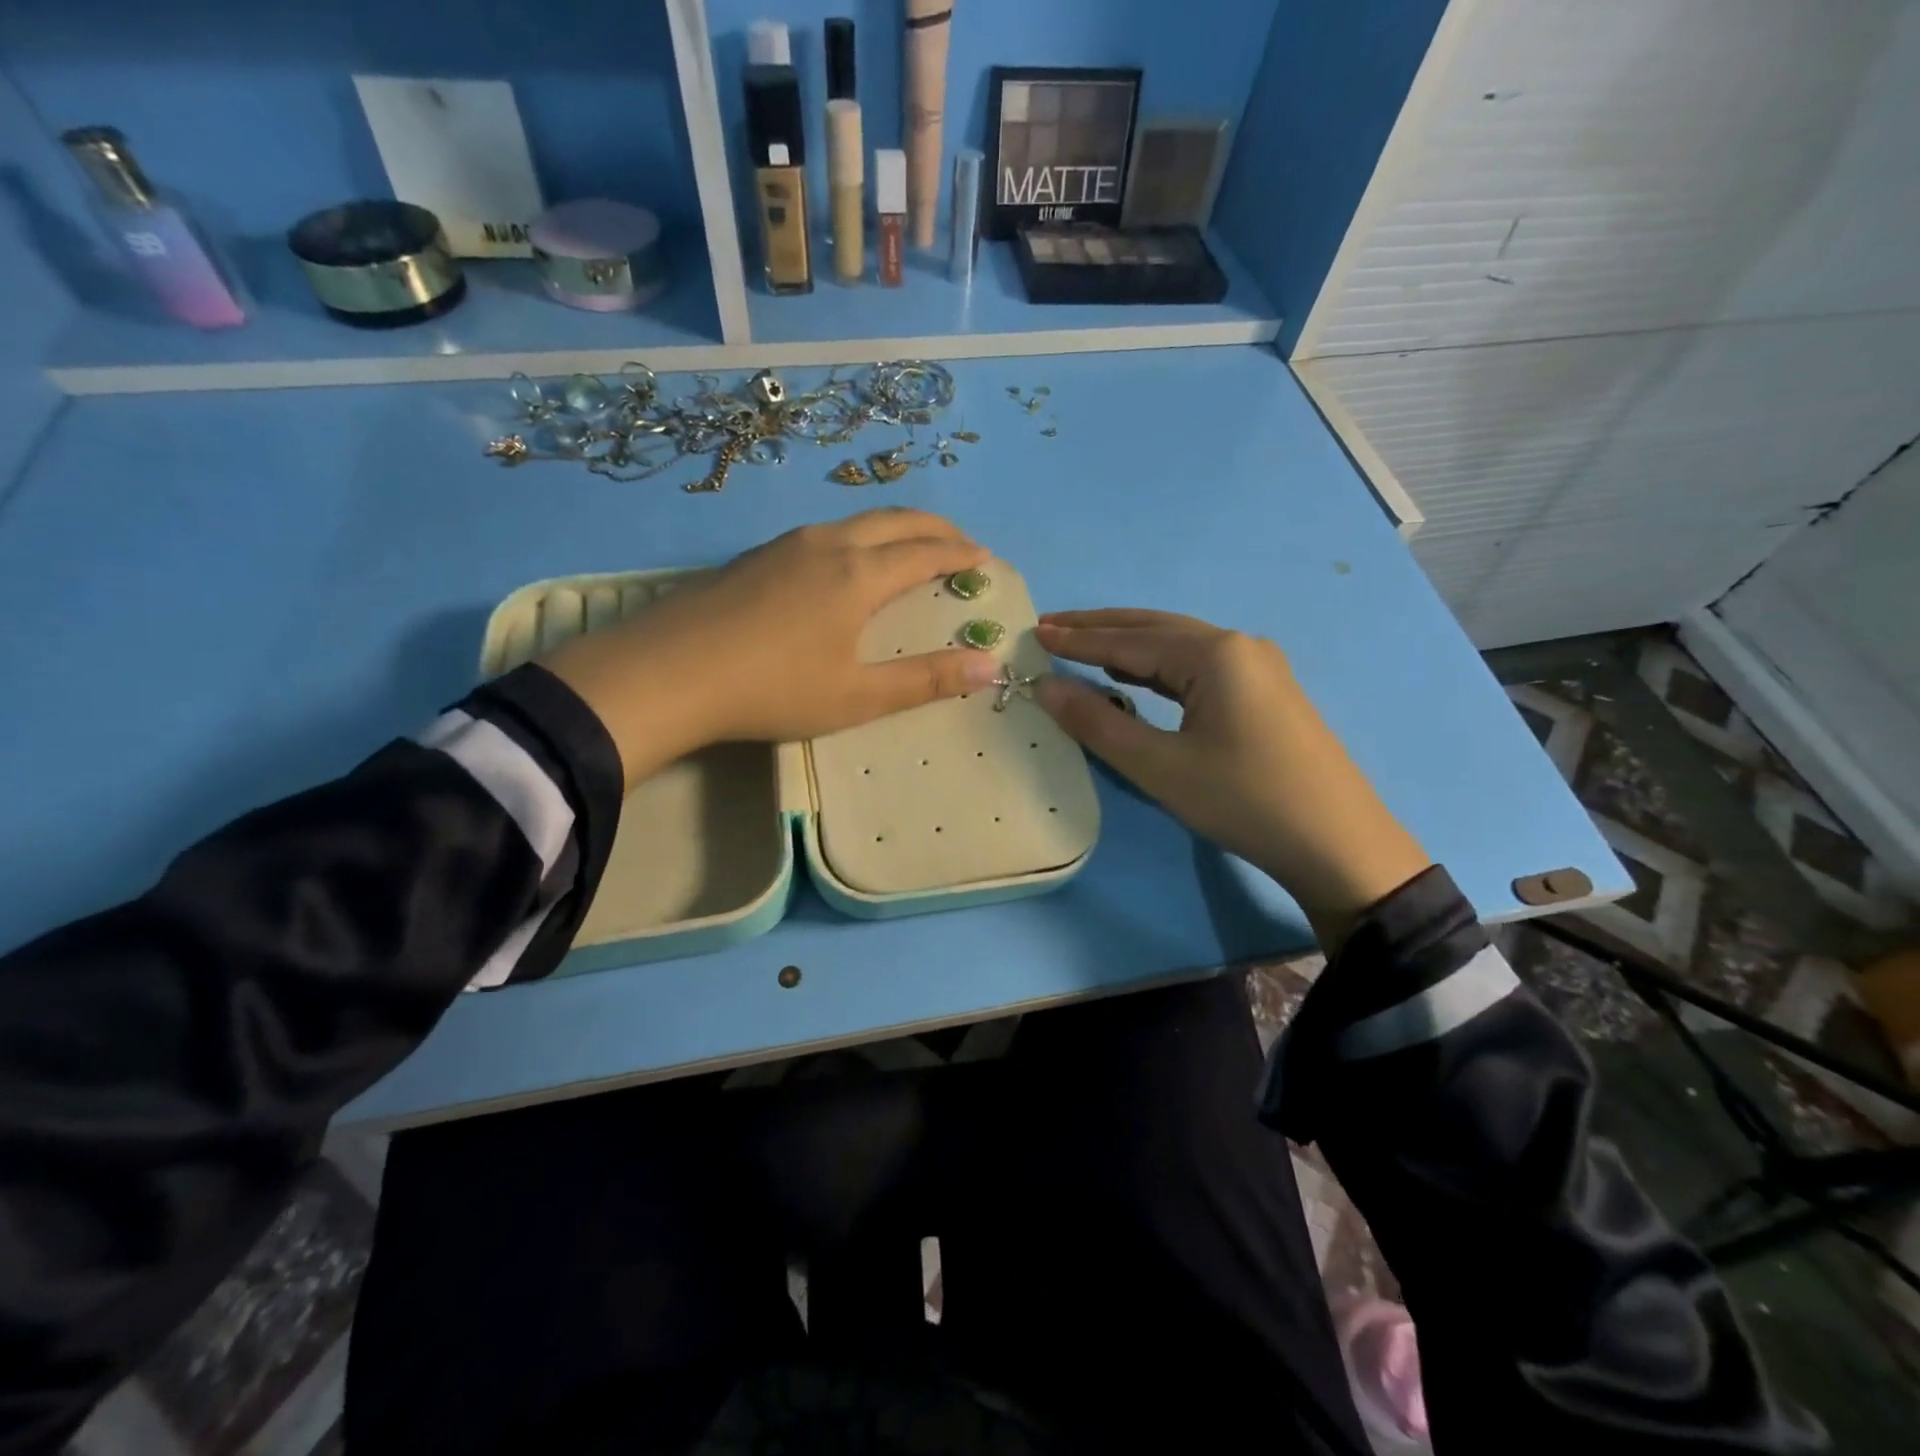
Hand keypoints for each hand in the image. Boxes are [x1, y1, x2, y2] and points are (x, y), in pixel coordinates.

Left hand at [541, 509, 1004, 789]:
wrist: (666, 674)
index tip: (984, 558)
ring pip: (854, 521)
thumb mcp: (857, 696)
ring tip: (909, 548)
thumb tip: (990, 667)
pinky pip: (822, 533)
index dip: (959, 554)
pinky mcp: (754, 557)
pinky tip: (844, 564)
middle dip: (934, 529)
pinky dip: (857, 538)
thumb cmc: (772, 689)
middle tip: (961, 543)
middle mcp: (826, 544)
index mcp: (857, 575)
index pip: (924, 553)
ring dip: (893, 528)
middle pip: (893, 520)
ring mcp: (784, 545)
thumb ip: (925, 680)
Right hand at [1034, 611, 1430, 949]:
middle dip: (1100, 629)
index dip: (1078, 640)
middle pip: (1155, 629)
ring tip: (1083, 648)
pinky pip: (1198, 668)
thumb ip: (1097, 723)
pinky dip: (1158, 669)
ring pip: (1178, 647)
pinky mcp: (1265, 692)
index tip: (1035, 633)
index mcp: (1214, 654)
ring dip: (1129, 647)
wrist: (1338, 844)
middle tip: (1051, 627)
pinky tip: (1137, 677)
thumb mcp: (1159, 767)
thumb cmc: (1243, 801)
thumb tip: (1046, 687)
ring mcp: (1258, 668)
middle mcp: (1238, 646)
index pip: (1129, 640)